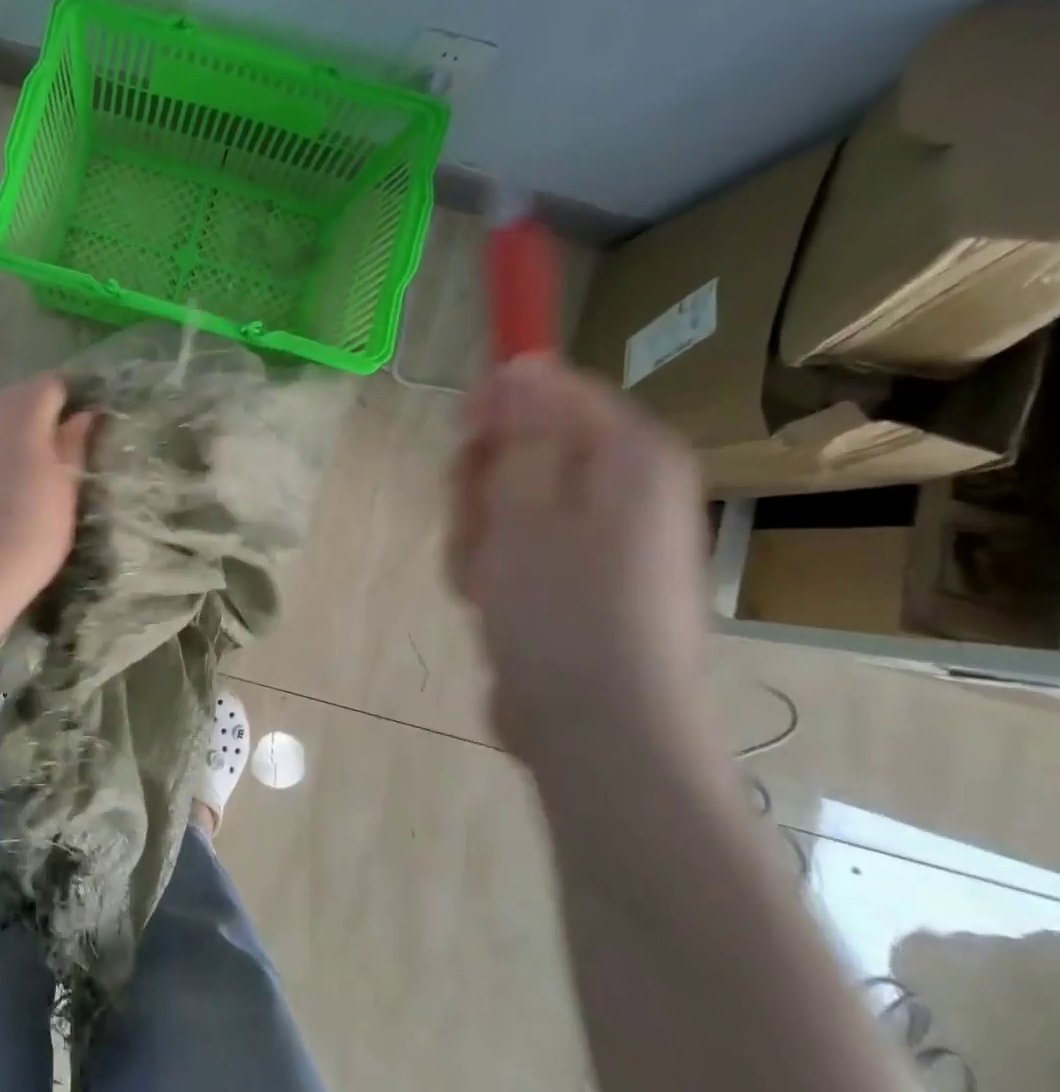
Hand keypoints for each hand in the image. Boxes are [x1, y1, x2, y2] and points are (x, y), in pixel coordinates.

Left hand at [0, 376, 95, 623]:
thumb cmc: (35, 528)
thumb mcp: (68, 483)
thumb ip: (75, 441)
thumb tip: (87, 413)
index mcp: (21, 413)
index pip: (53, 384)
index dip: (76, 396)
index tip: (94, 419)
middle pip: (24, 392)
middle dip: (49, 407)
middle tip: (76, 439)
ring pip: (3, 410)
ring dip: (26, 423)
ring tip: (49, 454)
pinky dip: (4, 437)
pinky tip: (19, 466)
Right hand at [447, 357, 709, 772]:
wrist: (595, 729)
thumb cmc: (563, 612)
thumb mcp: (527, 508)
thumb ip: (522, 432)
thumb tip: (522, 362)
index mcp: (628, 459)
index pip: (557, 390)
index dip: (501, 406)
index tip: (462, 435)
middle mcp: (623, 491)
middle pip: (526, 447)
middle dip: (483, 484)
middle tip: (476, 522)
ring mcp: (598, 541)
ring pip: (508, 502)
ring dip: (478, 534)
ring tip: (485, 580)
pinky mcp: (572, 582)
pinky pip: (514, 548)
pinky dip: (491, 569)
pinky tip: (490, 603)